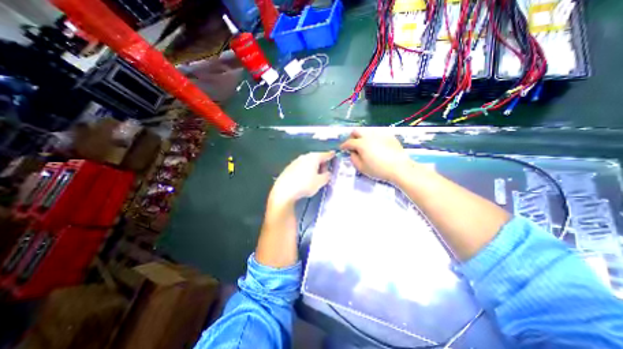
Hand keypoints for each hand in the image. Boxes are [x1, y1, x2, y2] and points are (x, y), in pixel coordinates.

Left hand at [270, 151, 332, 204]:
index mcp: (313, 158)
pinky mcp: (289, 168)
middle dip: (321, 163)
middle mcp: (304, 157)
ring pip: (307, 162)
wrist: (284, 190)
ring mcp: (295, 161)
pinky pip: (300, 167)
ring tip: (315, 176)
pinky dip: (305, 170)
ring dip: (313, 167)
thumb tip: (327, 173)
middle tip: (325, 172)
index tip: (334, 154)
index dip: (330, 155)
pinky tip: (304, 178)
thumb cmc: (305, 185)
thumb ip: (327, 176)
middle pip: (316, 157)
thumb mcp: (320, 182)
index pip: (325, 154)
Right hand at [339, 129, 411, 181]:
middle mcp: (369, 136)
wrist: (399, 168)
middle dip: (352, 136)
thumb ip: (353, 159)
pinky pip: (377, 134)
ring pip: (367, 131)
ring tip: (364, 145)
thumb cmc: (378, 169)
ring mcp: (380, 134)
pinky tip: (376, 146)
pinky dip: (373, 138)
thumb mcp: (362, 168)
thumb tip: (352, 153)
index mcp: (361, 144)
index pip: (349, 142)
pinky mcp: (389, 136)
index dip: (344, 145)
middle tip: (352, 144)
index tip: (342, 148)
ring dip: (362, 136)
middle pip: (357, 131)